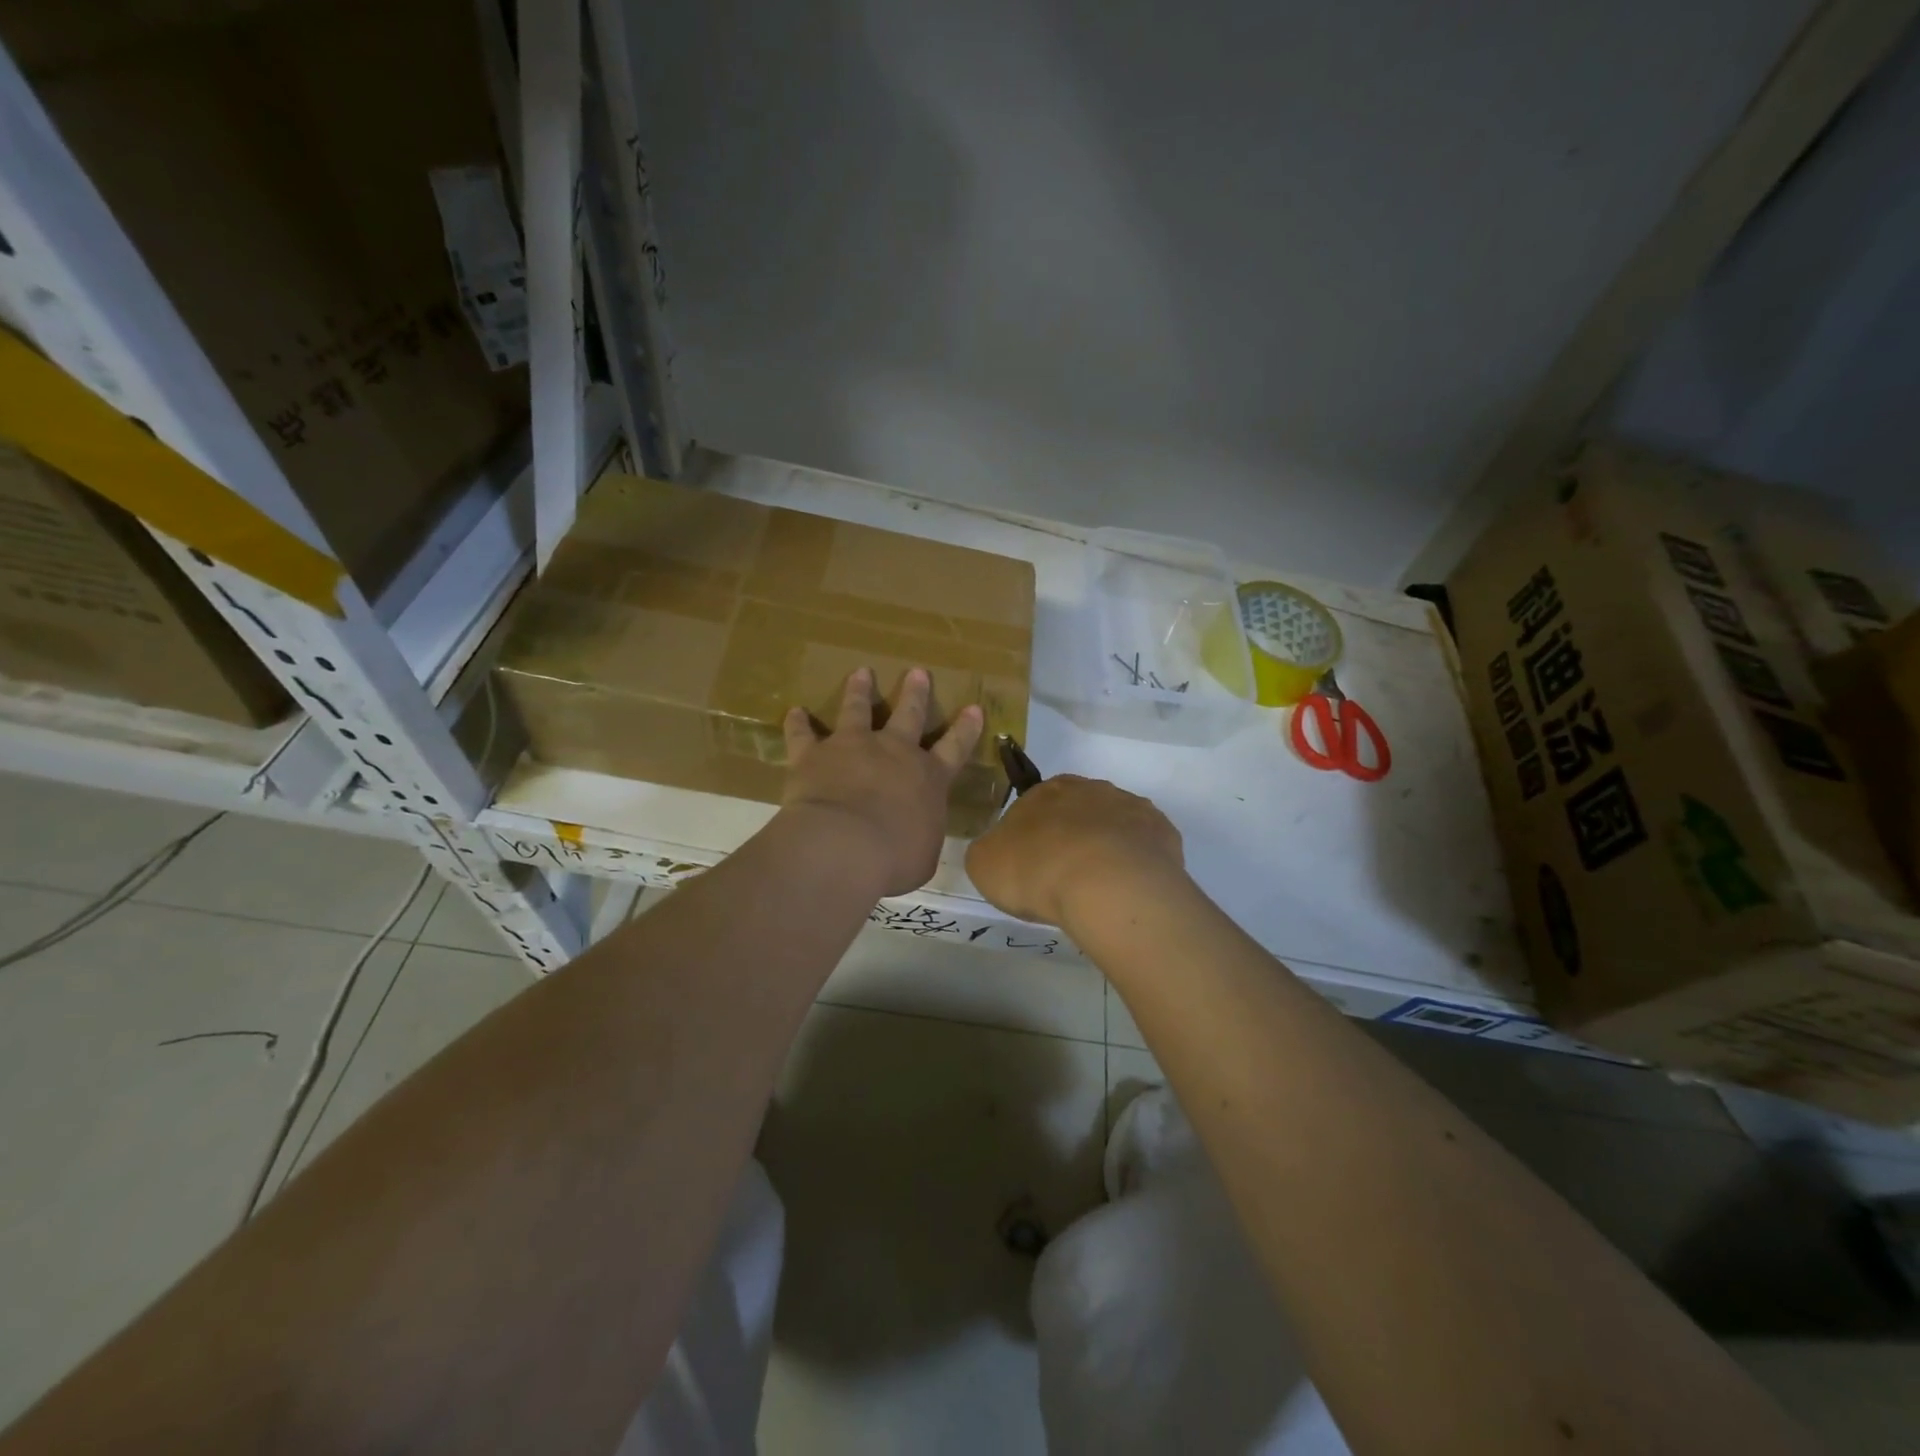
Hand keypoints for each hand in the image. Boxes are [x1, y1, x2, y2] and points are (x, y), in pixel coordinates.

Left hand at [781, 667, 983, 896]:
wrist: (844, 845)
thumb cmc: (894, 858)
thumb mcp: (923, 855)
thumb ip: (922, 838)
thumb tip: (917, 837)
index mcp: (928, 778)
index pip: (954, 748)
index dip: (965, 729)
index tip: (973, 708)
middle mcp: (893, 752)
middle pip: (908, 715)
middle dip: (915, 693)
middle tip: (917, 672)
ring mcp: (852, 747)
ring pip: (857, 710)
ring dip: (859, 691)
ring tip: (861, 673)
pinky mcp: (814, 754)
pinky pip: (803, 734)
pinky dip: (798, 723)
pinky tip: (794, 711)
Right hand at [965, 775, 1184, 931]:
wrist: (1105, 886)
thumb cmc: (1036, 870)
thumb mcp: (984, 863)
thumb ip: (989, 850)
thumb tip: (1000, 852)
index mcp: (1046, 790)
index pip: (1034, 806)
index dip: (1031, 837)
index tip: (1030, 867)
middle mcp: (1091, 789)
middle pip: (1078, 813)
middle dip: (1071, 840)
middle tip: (1063, 880)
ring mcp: (1132, 808)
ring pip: (1114, 828)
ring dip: (1107, 851)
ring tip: (1099, 892)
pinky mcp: (1163, 833)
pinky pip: (1145, 849)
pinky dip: (1137, 866)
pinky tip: (1128, 892)